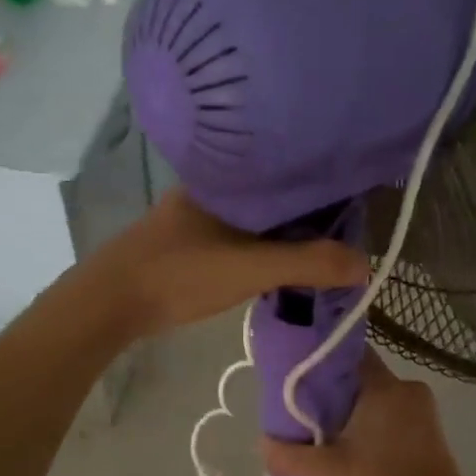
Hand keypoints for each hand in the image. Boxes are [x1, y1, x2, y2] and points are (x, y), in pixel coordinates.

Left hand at [91, 190, 368, 337]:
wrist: (109, 302)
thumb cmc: (181, 274)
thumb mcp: (252, 268)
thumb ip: (308, 264)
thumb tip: (365, 264)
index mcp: (227, 180)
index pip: (286, 173)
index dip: (321, 189)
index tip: (351, 209)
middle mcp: (210, 189)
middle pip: (271, 196)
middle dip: (304, 215)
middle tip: (338, 237)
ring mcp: (193, 216)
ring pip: (252, 218)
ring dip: (279, 233)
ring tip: (314, 252)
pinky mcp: (184, 241)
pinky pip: (235, 235)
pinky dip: (258, 247)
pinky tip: (270, 264)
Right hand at [262, 351, 475, 475]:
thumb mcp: (328, 472)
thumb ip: (290, 455)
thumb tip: (263, 445)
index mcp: (385, 386)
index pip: (348, 354)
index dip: (321, 362)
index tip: (297, 378)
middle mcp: (407, 388)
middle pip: (360, 377)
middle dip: (332, 392)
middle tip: (303, 411)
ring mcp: (422, 409)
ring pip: (376, 397)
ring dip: (352, 411)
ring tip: (323, 432)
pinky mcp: (429, 430)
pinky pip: (392, 414)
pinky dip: (371, 423)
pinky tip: (352, 446)